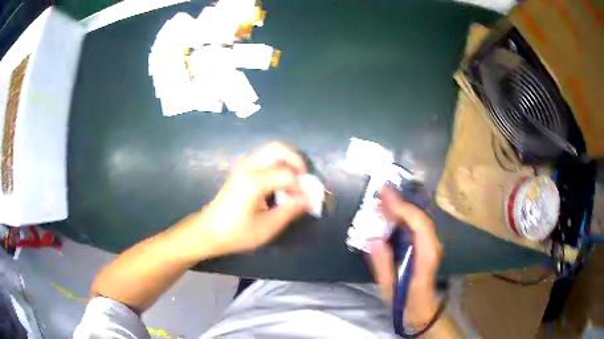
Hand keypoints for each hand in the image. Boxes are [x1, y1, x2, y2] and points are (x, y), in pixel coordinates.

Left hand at [181, 142, 309, 258]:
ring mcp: (242, 165)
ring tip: (294, 180)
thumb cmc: (236, 233)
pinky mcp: (240, 169)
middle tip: (304, 179)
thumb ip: (290, 210)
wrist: (209, 231)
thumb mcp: (267, 227)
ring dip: (287, 160)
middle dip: (297, 161)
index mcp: (254, 181)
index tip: (307, 201)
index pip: (288, 174)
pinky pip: (263, 156)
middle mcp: (248, 166)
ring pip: (271, 149)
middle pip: (279, 149)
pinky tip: (279, 181)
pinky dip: (277, 162)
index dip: (301, 187)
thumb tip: (309, 198)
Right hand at [368, 186, 442, 328]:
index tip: (385, 197)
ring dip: (402, 208)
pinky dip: (403, 217)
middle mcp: (433, 246)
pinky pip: (416, 226)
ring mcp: (431, 246)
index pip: (420, 225)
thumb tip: (374, 239)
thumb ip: (383, 264)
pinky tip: (390, 214)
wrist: (422, 311)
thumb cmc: (406, 302)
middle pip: (420, 218)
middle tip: (381, 191)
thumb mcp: (390, 288)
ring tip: (383, 199)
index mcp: (426, 257)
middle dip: (401, 203)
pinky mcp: (426, 247)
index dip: (404, 209)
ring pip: (419, 220)